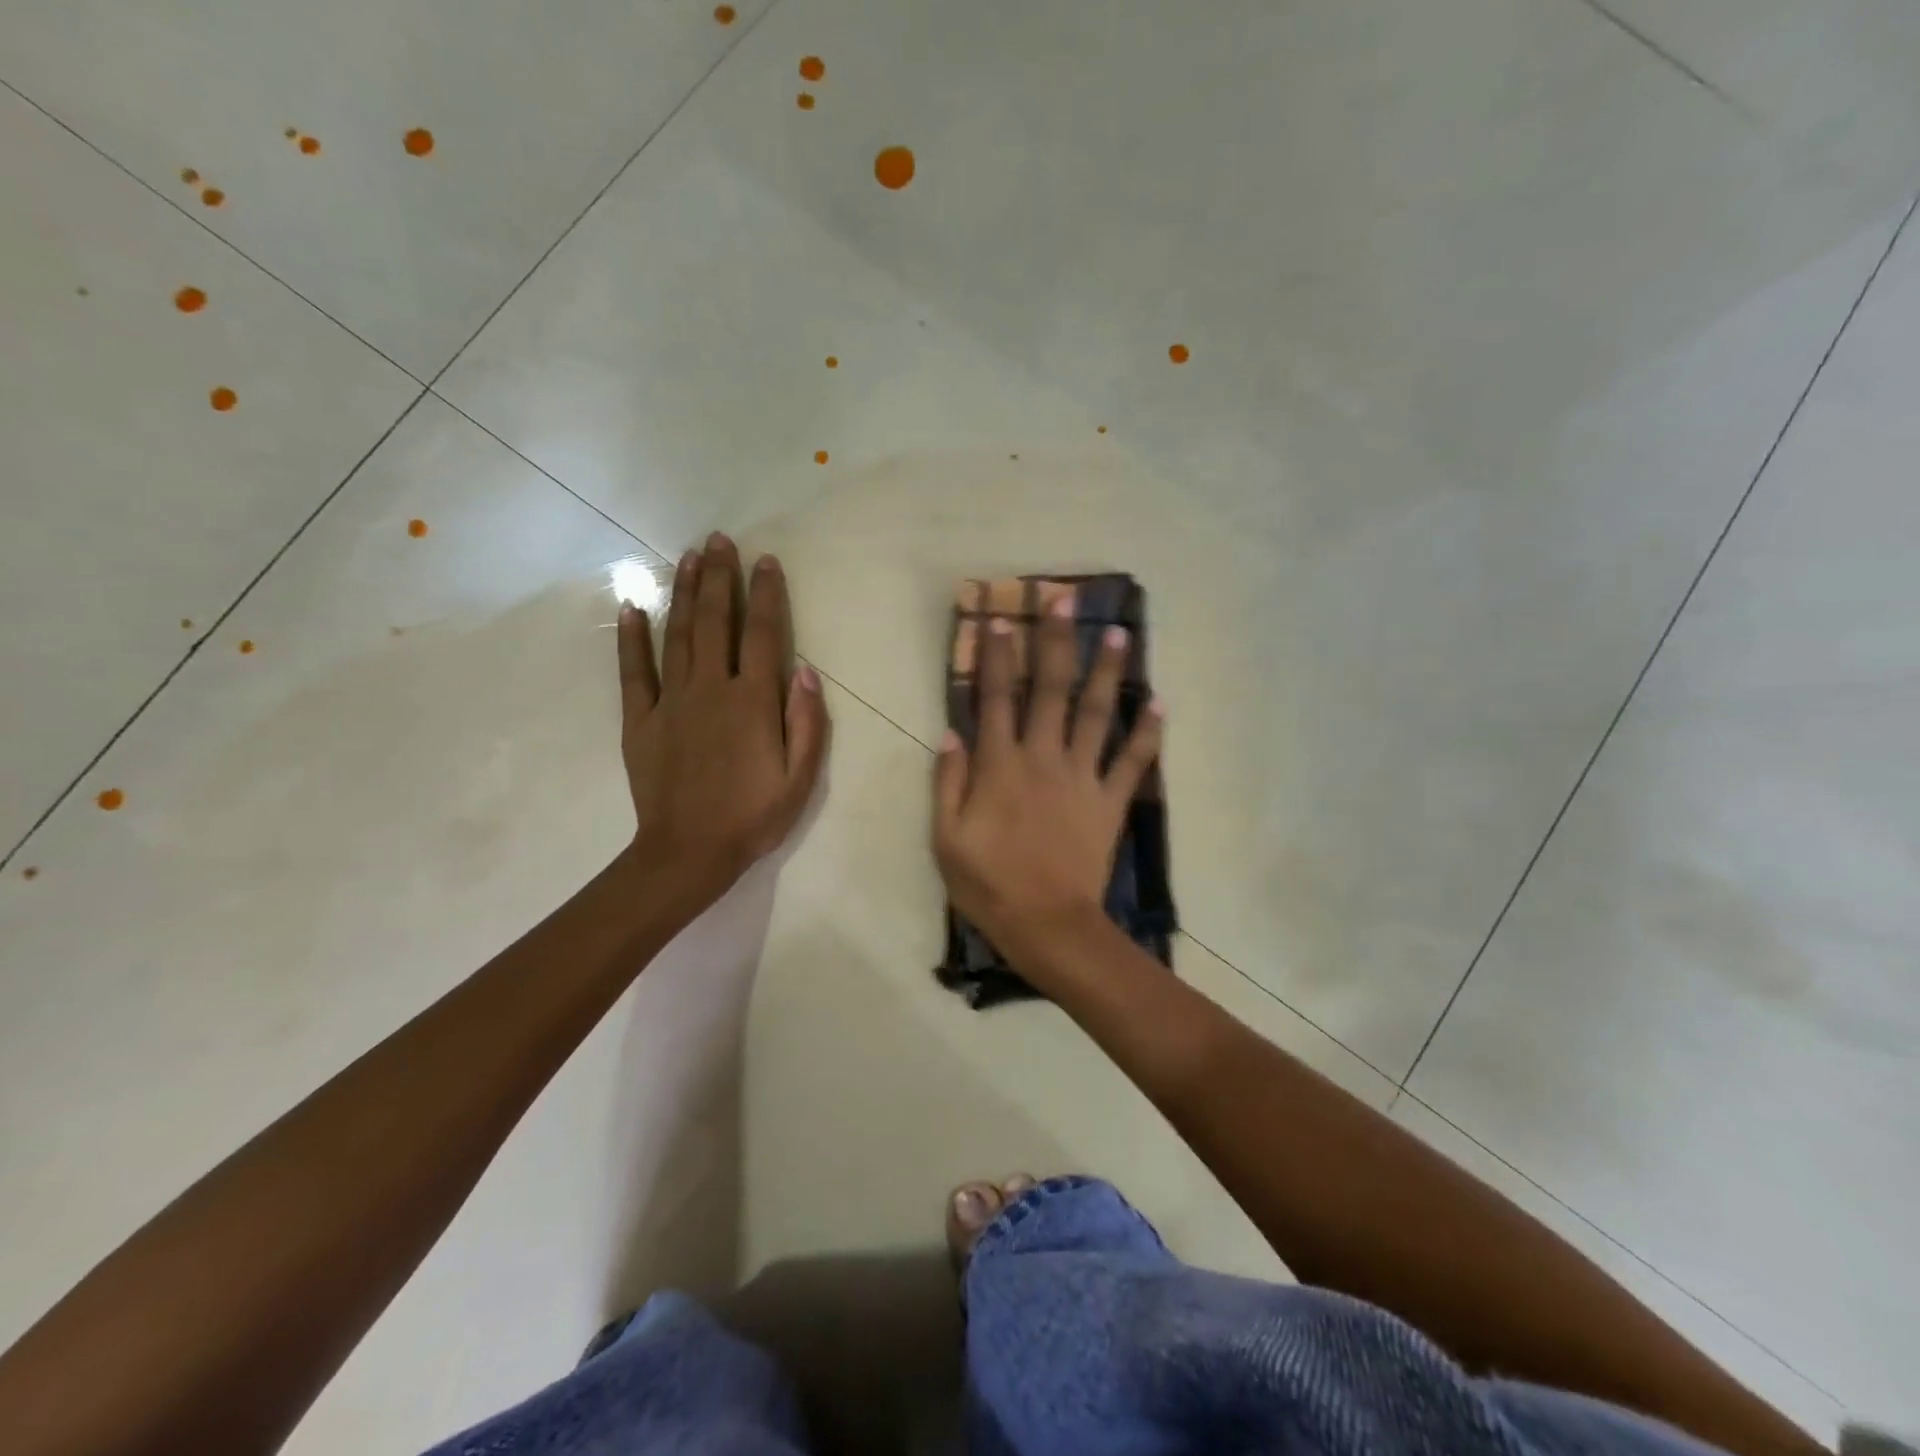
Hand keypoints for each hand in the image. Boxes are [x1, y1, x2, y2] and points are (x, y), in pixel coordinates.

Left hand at [618, 533, 829, 906]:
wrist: (688, 853)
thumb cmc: (753, 817)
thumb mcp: (801, 779)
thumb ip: (807, 722)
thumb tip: (805, 670)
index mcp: (752, 702)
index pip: (763, 635)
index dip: (766, 595)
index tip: (766, 562)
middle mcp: (711, 689)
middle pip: (715, 622)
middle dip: (719, 578)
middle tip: (719, 540)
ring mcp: (670, 701)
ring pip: (678, 635)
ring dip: (683, 593)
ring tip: (688, 556)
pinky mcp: (640, 720)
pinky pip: (634, 671)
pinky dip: (632, 637)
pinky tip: (633, 607)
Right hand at [932, 595, 1162, 951]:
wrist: (1047, 924)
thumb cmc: (989, 883)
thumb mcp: (946, 838)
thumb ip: (947, 782)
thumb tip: (951, 733)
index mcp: (1000, 765)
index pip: (996, 698)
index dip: (999, 656)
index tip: (1003, 618)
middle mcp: (1043, 758)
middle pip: (1050, 690)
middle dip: (1056, 642)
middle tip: (1065, 600)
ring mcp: (1082, 777)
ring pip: (1097, 713)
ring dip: (1107, 671)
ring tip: (1119, 633)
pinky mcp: (1111, 801)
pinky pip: (1133, 761)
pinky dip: (1148, 733)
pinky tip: (1159, 704)